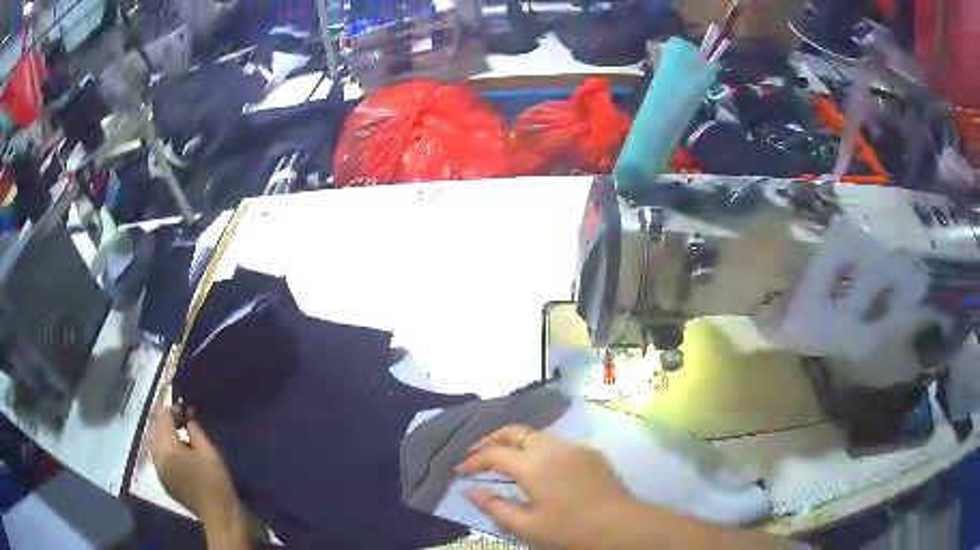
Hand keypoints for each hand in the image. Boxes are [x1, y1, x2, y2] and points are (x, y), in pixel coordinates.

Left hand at [151, 405, 242, 536]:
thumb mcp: (208, 450)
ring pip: (160, 445)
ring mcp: (158, 471)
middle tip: (191, 430)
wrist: (219, 516)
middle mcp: (156, 457)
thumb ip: (193, 427)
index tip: (191, 416)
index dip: (176, 411)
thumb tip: (186, 413)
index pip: (163, 416)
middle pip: (158, 430)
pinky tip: (186, 464)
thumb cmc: (215, 481)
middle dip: (172, 426)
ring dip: (171, 441)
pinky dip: (171, 455)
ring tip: (190, 448)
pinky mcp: (164, 482)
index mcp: (165, 447)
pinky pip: (163, 459)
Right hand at [456, 425, 640, 548]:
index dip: (474, 460)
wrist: (621, 524)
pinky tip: (538, 467)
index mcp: (533, 465)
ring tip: (504, 460)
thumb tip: (469, 491)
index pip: (494, 453)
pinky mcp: (590, 452)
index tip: (460, 471)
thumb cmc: (570, 529)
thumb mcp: (527, 526)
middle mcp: (552, 447)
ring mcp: (574, 447)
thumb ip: (494, 507)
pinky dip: (538, 449)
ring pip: (536, 435)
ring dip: (515, 443)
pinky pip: (557, 443)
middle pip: (514, 431)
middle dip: (491, 439)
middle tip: (474, 453)